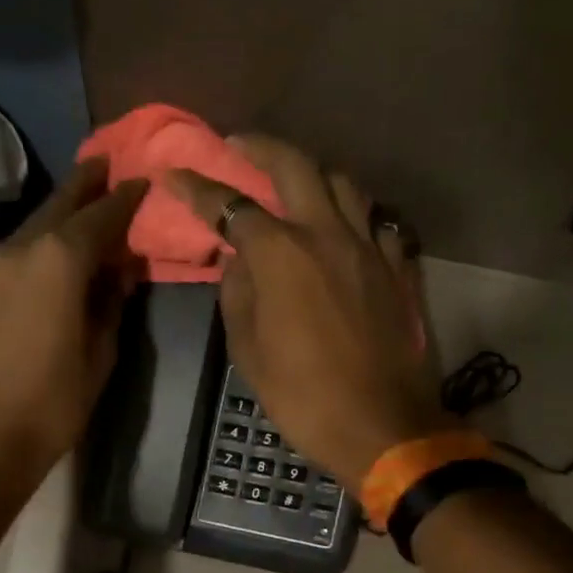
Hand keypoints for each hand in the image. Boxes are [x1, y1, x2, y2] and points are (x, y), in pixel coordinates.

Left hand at [0, 158, 147, 476]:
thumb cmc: (54, 400)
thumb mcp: (100, 352)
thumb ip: (110, 303)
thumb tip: (117, 273)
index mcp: (59, 258)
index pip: (101, 215)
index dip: (126, 198)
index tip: (145, 181)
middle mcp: (24, 248)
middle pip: (61, 204)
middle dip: (87, 184)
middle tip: (110, 164)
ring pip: (37, 223)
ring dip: (63, 210)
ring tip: (88, 199)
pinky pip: (23, 247)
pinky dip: (45, 237)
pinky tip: (60, 246)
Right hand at [167, 136, 446, 490]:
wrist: (381, 427)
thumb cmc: (303, 397)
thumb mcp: (249, 354)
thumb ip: (238, 297)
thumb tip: (238, 262)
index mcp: (283, 256)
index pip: (232, 206)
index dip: (199, 187)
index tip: (174, 172)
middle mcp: (328, 235)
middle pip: (295, 167)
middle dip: (260, 148)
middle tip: (238, 145)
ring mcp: (370, 248)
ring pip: (343, 185)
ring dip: (312, 173)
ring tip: (293, 182)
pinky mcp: (398, 269)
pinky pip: (377, 222)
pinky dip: (355, 213)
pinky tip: (344, 225)